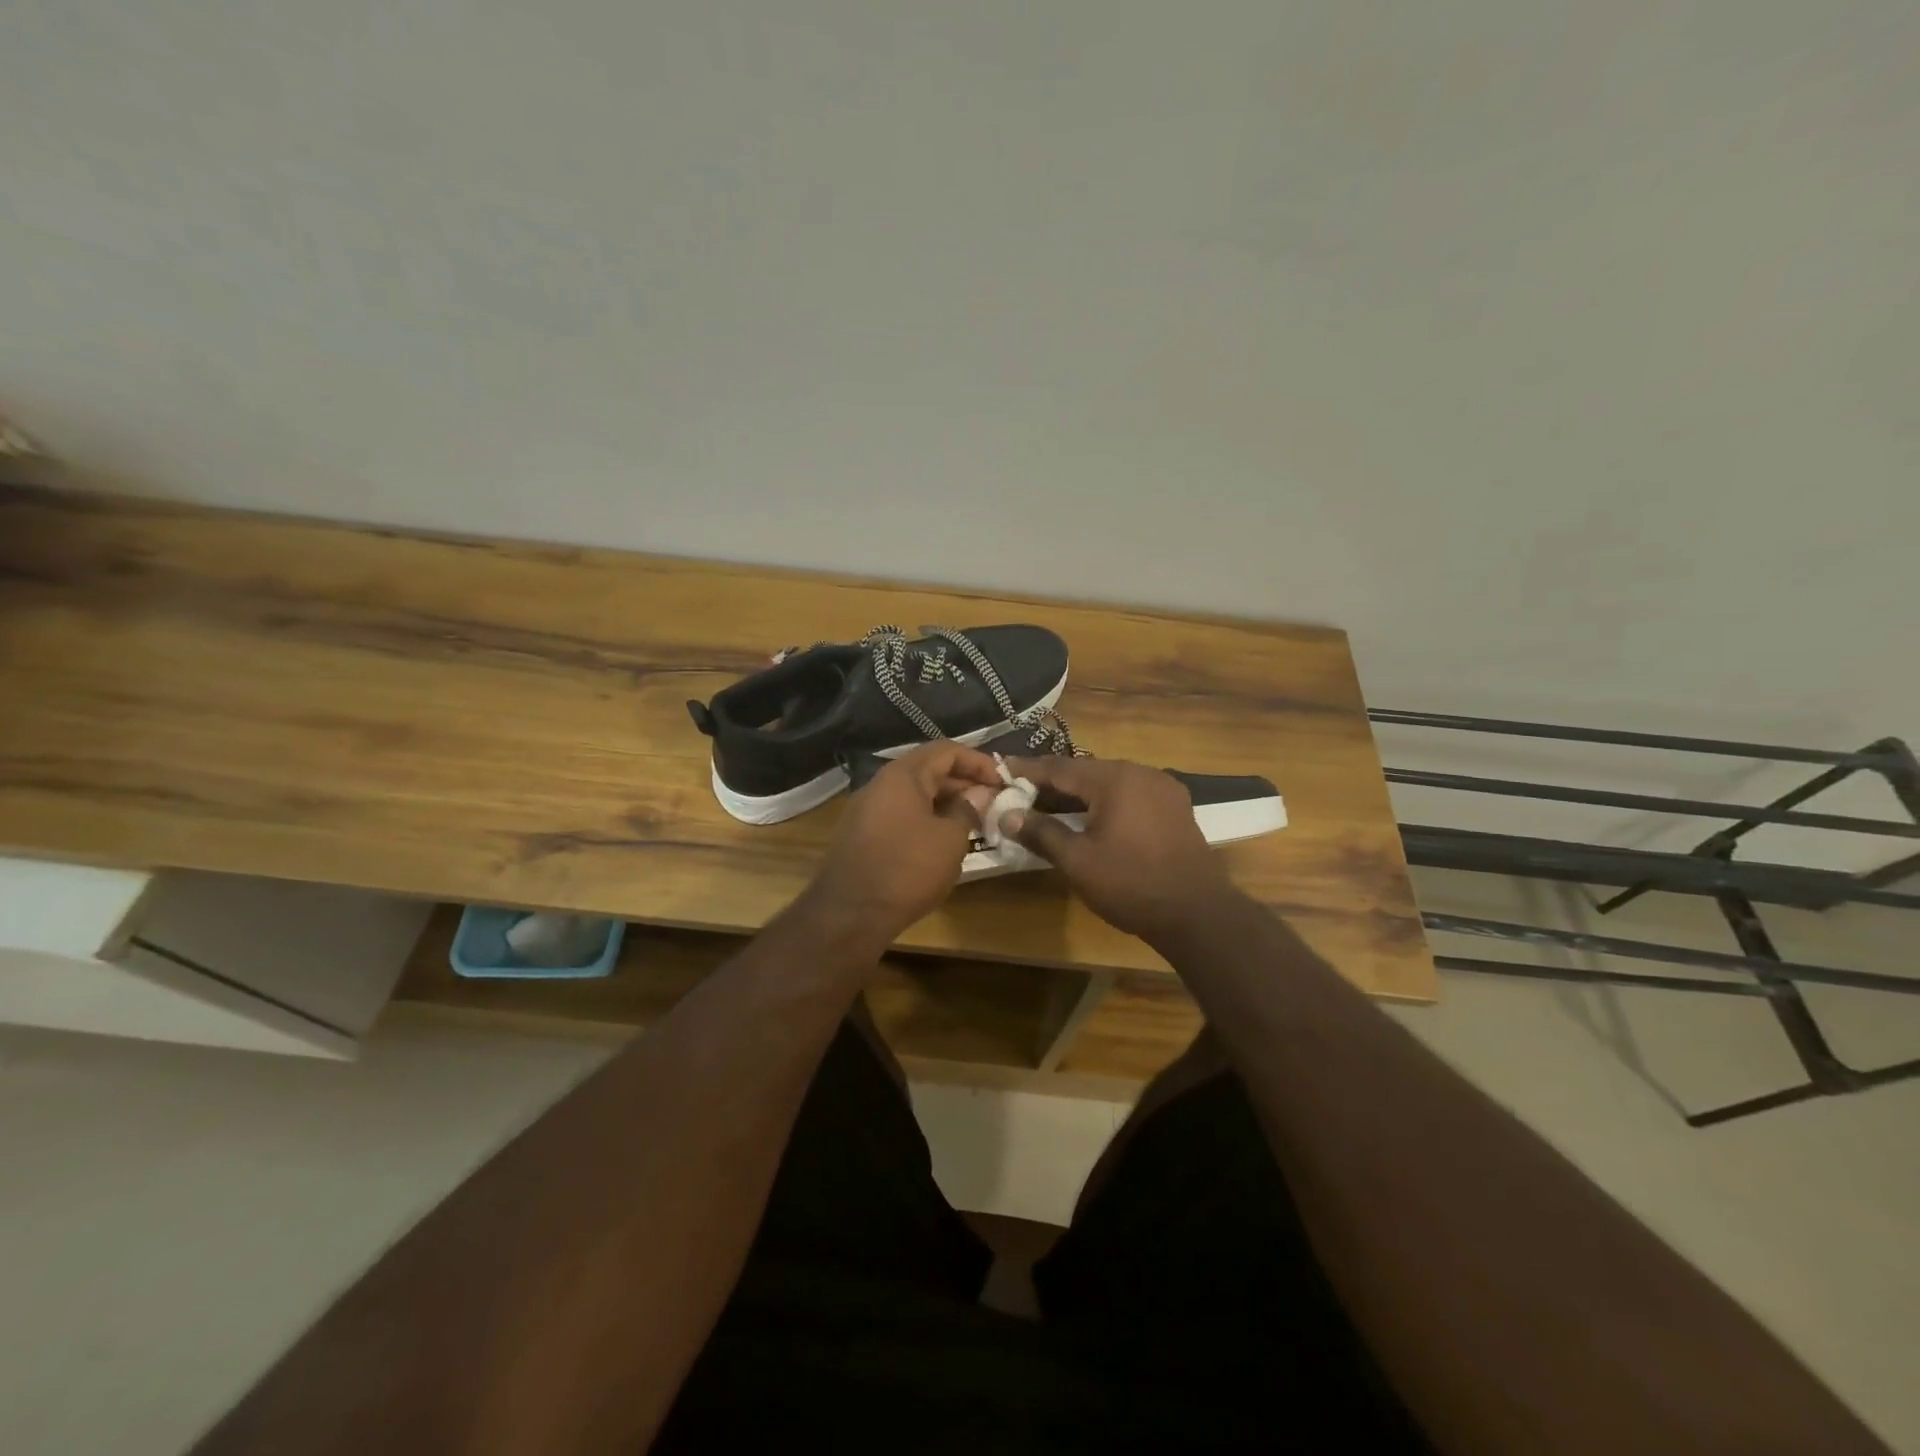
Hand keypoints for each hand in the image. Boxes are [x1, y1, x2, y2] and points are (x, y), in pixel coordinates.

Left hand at [799, 741, 1003, 955]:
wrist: (848, 914)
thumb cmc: (907, 869)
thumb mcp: (950, 839)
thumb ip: (968, 809)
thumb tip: (979, 793)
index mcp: (903, 775)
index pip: (947, 750)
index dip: (979, 762)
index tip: (1003, 781)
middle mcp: (881, 784)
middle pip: (929, 770)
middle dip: (964, 783)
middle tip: (993, 803)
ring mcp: (867, 809)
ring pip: (915, 794)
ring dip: (946, 803)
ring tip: (974, 822)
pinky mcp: (862, 834)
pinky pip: (901, 815)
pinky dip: (926, 819)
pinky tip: (944, 841)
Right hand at [1001, 756, 1240, 944]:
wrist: (1197, 914)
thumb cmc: (1131, 884)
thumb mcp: (1078, 861)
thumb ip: (1041, 833)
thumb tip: (1007, 815)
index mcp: (1115, 779)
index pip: (1060, 767)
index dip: (1028, 770)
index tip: (1001, 768)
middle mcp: (1141, 773)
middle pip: (1087, 771)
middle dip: (1053, 781)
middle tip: (1022, 789)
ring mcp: (1163, 788)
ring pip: (1110, 782)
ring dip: (1080, 792)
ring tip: (1051, 802)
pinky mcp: (1175, 807)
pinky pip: (1130, 794)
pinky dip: (1105, 801)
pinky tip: (1092, 816)